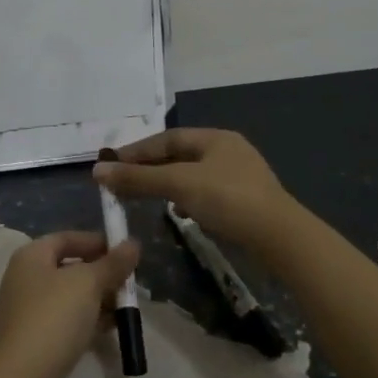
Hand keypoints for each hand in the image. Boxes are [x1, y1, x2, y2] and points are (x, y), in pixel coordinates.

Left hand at [0, 231, 139, 377]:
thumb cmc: (53, 317)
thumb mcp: (88, 284)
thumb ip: (112, 263)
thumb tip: (133, 243)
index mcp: (32, 257)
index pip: (67, 238)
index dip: (96, 241)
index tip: (125, 252)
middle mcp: (27, 278)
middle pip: (70, 267)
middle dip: (102, 273)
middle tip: (131, 282)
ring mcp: (31, 310)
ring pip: (72, 296)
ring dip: (99, 299)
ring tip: (127, 306)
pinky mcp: (38, 337)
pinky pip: (69, 320)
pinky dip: (90, 320)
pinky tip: (113, 327)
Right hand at [94, 128, 295, 250]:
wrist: (280, 238)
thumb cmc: (228, 200)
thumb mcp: (179, 184)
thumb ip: (139, 177)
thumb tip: (97, 170)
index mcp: (215, 138)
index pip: (166, 139)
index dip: (136, 151)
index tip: (110, 166)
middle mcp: (227, 151)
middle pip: (178, 156)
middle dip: (149, 169)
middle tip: (122, 182)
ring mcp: (238, 177)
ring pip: (191, 176)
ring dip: (167, 184)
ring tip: (145, 197)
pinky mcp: (244, 202)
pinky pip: (205, 194)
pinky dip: (186, 200)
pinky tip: (180, 213)